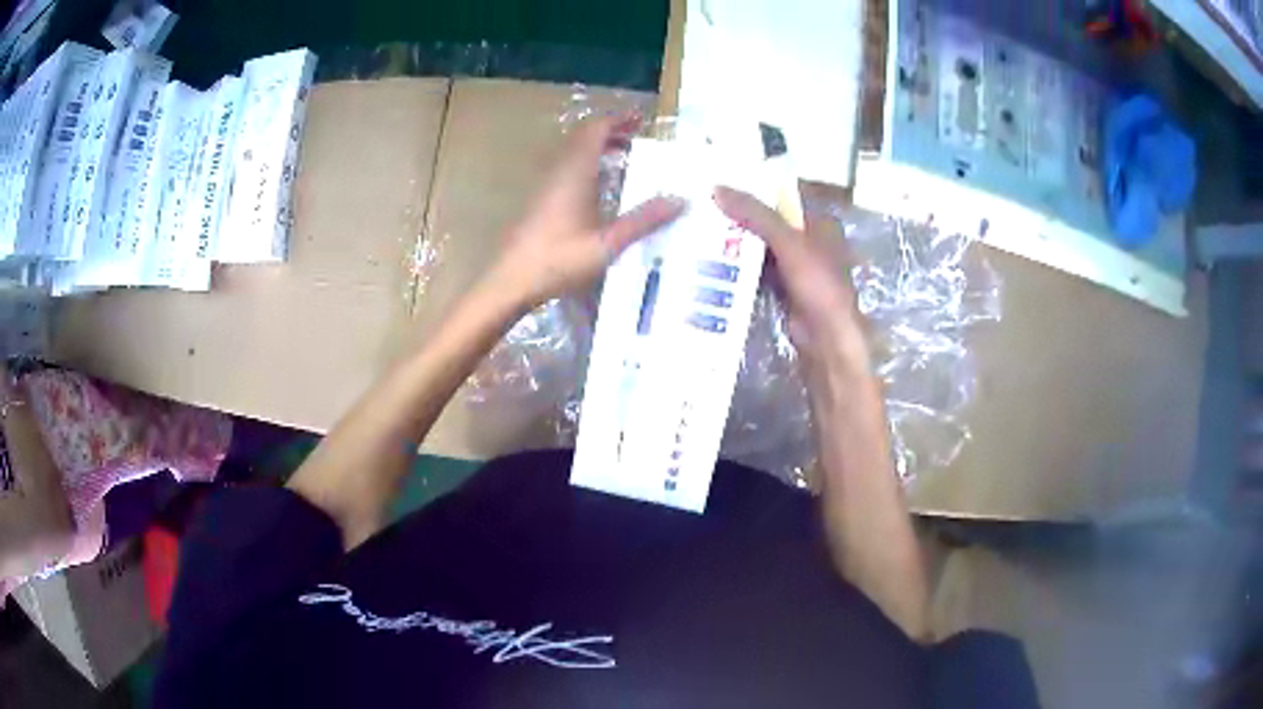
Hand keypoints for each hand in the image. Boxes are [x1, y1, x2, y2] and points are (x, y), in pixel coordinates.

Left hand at [492, 114, 685, 308]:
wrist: (511, 282)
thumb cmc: (559, 260)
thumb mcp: (608, 244)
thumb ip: (643, 221)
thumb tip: (680, 200)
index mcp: (575, 173)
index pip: (595, 131)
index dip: (617, 120)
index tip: (641, 119)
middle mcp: (558, 172)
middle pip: (583, 137)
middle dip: (610, 131)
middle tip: (637, 137)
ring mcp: (546, 186)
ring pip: (573, 153)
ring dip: (598, 148)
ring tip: (625, 157)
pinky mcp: (540, 201)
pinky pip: (567, 169)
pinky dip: (587, 165)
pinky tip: (600, 188)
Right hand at [713, 186, 868, 371]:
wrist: (827, 338)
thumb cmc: (818, 284)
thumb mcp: (788, 242)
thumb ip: (756, 215)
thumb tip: (717, 188)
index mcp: (818, 222)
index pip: (782, 197)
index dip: (755, 189)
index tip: (721, 183)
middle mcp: (808, 241)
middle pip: (768, 222)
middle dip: (740, 217)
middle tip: (701, 207)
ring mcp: (795, 268)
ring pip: (761, 247)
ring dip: (736, 242)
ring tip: (698, 229)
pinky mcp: (783, 290)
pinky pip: (757, 271)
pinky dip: (739, 267)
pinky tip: (711, 261)